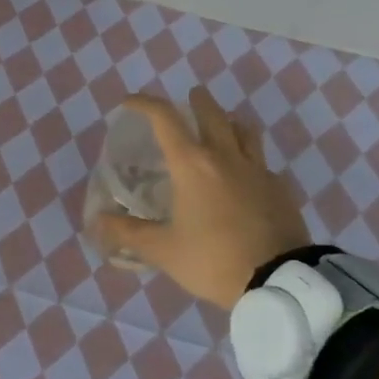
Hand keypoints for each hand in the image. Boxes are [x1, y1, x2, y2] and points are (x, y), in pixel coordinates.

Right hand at [96, 87, 310, 309]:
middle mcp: (225, 157)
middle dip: (197, 101)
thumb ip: (128, 232)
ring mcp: (258, 171)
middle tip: (189, 97)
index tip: (129, 102)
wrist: (280, 281)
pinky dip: (248, 158)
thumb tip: (98, 221)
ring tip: (221, 125)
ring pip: (245, 131)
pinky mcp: (280, 189)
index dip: (144, 104)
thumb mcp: (163, 250)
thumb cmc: (213, 259)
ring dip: (229, 121)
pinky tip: (244, 176)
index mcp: (192, 165)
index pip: (165, 119)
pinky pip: (262, 162)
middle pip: (212, 114)